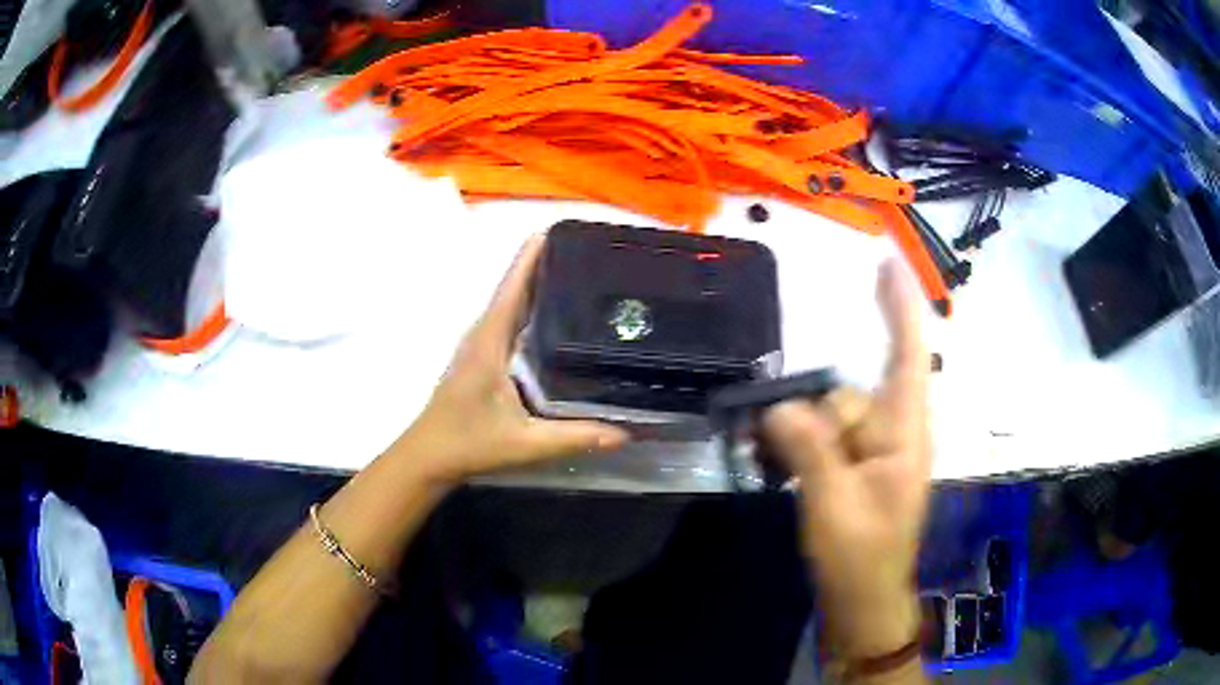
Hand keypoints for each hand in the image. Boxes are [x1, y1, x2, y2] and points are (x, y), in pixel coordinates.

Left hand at [395, 234, 629, 485]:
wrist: (428, 456)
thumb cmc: (467, 443)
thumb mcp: (524, 443)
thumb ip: (573, 437)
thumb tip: (625, 432)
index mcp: (491, 338)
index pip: (514, 283)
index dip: (536, 252)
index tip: (565, 229)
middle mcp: (485, 331)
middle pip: (517, 284)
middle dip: (549, 261)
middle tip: (594, 251)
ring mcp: (483, 342)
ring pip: (515, 300)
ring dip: (542, 281)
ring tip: (585, 272)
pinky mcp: (485, 355)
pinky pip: (513, 319)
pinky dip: (535, 305)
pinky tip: (561, 315)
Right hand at [762, 259, 930, 657]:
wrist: (862, 600)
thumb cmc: (862, 557)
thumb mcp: (834, 505)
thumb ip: (811, 449)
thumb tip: (781, 404)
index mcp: (905, 434)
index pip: (909, 356)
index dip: (900, 307)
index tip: (887, 262)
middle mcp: (892, 433)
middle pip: (848, 396)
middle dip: (814, 422)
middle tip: (790, 459)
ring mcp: (871, 452)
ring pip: (828, 419)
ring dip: (799, 439)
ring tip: (779, 470)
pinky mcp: (853, 467)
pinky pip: (822, 440)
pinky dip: (798, 448)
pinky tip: (778, 465)